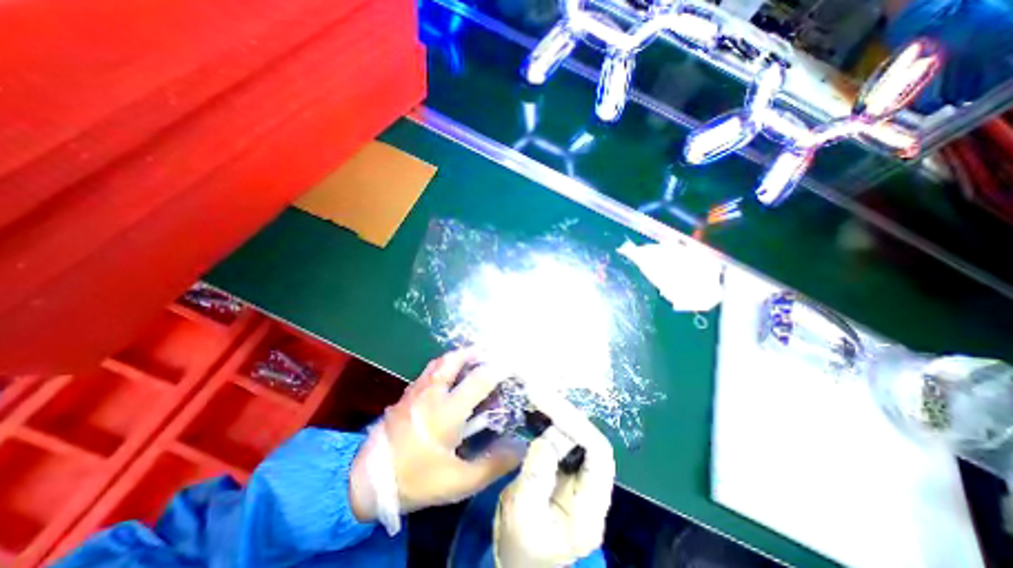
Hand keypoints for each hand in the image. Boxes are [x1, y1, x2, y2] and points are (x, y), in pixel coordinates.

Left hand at [350, 351, 520, 528]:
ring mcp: (416, 391)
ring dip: (457, 356)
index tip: (511, 366)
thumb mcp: (458, 482)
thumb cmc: (416, 479)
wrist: (364, 482)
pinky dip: (443, 365)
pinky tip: (447, 377)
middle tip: (488, 354)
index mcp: (448, 410)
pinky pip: (428, 371)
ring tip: (470, 360)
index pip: (479, 380)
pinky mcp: (405, 395)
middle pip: (454, 359)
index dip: (498, 370)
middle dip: (474, 352)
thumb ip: (492, 464)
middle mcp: (432, 393)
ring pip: (439, 362)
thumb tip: (519, 447)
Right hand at [494, 388, 613, 566]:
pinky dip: (548, 419)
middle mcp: (590, 486)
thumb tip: (544, 438)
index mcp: (590, 508)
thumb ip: (535, 479)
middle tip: (539, 392)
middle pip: (588, 438)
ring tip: (536, 394)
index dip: (579, 427)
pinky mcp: (563, 466)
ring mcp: (577, 474)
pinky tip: (535, 407)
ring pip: (575, 433)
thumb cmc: (520, 545)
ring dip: (557, 412)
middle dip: (565, 413)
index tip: (552, 408)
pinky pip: (560, 435)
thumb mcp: (523, 517)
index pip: (599, 455)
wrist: (517, 557)